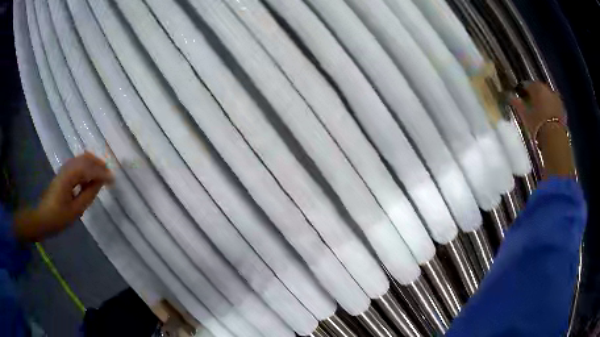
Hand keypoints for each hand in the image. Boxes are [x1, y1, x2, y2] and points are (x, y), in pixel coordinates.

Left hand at [14, 152, 112, 241]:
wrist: (42, 218)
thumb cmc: (58, 217)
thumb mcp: (75, 210)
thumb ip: (88, 194)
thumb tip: (100, 183)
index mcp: (69, 176)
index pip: (89, 169)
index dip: (102, 174)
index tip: (113, 180)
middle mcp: (67, 168)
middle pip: (86, 159)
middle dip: (99, 165)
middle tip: (110, 175)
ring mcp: (64, 170)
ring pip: (82, 160)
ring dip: (93, 165)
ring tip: (103, 175)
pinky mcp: (63, 174)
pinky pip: (78, 165)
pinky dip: (87, 168)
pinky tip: (90, 177)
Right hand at [510, 82, 565, 134]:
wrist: (554, 138)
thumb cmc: (537, 124)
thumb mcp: (524, 115)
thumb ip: (517, 103)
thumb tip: (509, 96)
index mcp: (537, 87)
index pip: (527, 84)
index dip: (523, 90)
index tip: (520, 97)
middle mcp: (547, 89)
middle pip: (539, 90)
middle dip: (535, 96)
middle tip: (530, 105)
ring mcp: (556, 99)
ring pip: (547, 97)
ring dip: (544, 102)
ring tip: (539, 112)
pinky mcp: (563, 110)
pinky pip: (554, 106)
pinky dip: (550, 109)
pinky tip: (547, 117)